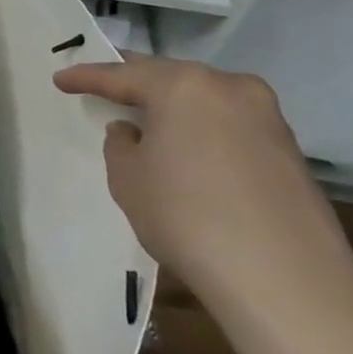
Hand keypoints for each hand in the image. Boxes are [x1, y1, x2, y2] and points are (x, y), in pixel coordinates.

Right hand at [53, 57, 352, 327]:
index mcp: (183, 86)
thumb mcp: (128, 179)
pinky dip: (205, 131)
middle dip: (138, 84)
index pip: (123, 74)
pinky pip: (232, 126)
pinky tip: (193, 154)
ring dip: (176, 107)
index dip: (87, 76)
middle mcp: (229, 87)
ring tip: (150, 122)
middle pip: (171, 77)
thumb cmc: (187, 216)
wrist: (285, 278)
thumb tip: (133, 131)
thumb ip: (121, 145)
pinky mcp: (290, 151)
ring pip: (206, 100)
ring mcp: (267, 117)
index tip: (62, 78)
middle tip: (108, 89)